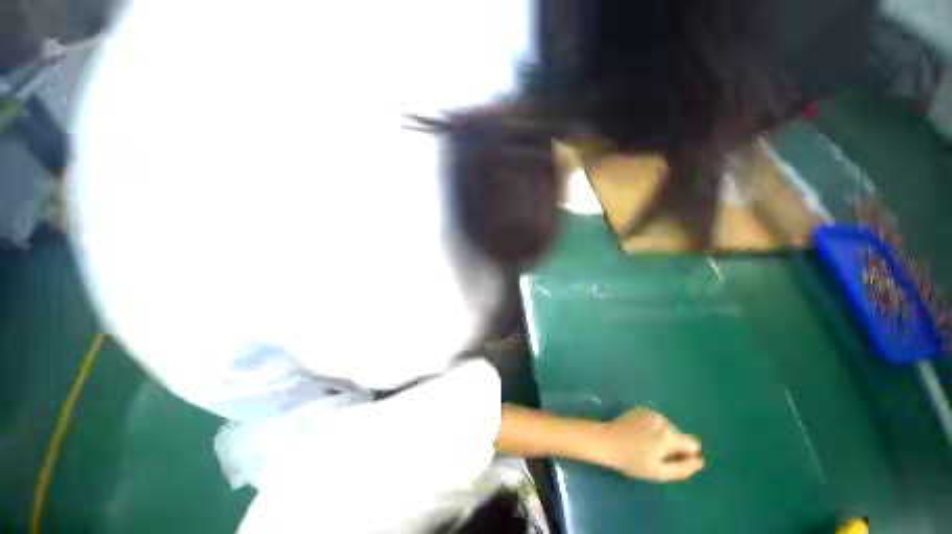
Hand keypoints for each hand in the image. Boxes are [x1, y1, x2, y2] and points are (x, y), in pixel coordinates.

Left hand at [598, 407, 703, 481]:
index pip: (693, 444)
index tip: (670, 460)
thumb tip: (700, 461)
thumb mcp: (660, 472)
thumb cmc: (632, 460)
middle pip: (679, 435)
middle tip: (654, 454)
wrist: (606, 440)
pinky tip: (639, 434)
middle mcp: (662, 419)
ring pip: (668, 427)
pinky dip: (652, 428)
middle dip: (672, 445)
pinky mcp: (640, 408)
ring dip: (662, 436)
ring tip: (644, 444)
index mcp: (669, 435)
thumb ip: (683, 468)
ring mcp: (650, 411)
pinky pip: (656, 421)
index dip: (685, 455)